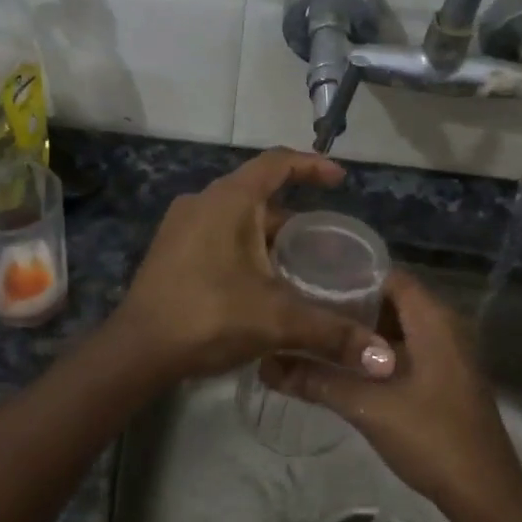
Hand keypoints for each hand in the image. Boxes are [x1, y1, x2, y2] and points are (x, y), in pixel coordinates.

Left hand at [112, 149, 396, 382]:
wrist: (137, 350)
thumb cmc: (209, 317)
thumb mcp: (277, 320)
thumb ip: (332, 333)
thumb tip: (383, 359)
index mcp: (229, 201)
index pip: (277, 163)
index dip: (312, 165)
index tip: (339, 179)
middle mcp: (202, 202)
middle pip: (258, 193)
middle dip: (294, 213)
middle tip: (324, 239)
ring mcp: (181, 226)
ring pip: (237, 218)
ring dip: (268, 234)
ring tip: (299, 263)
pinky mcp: (171, 251)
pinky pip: (218, 235)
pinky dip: (245, 247)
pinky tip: (261, 281)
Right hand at [261, 270, 521, 518]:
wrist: (485, 493)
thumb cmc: (431, 438)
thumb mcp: (367, 406)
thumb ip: (317, 381)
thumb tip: (267, 365)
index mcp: (434, 320)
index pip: (388, 275)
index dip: (350, 273)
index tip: (310, 279)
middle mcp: (446, 327)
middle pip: (392, 299)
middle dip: (351, 302)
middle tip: (306, 306)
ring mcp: (450, 354)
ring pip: (399, 327)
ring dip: (363, 328)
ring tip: (319, 330)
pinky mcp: (446, 378)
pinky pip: (408, 348)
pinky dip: (378, 350)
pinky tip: (346, 364)